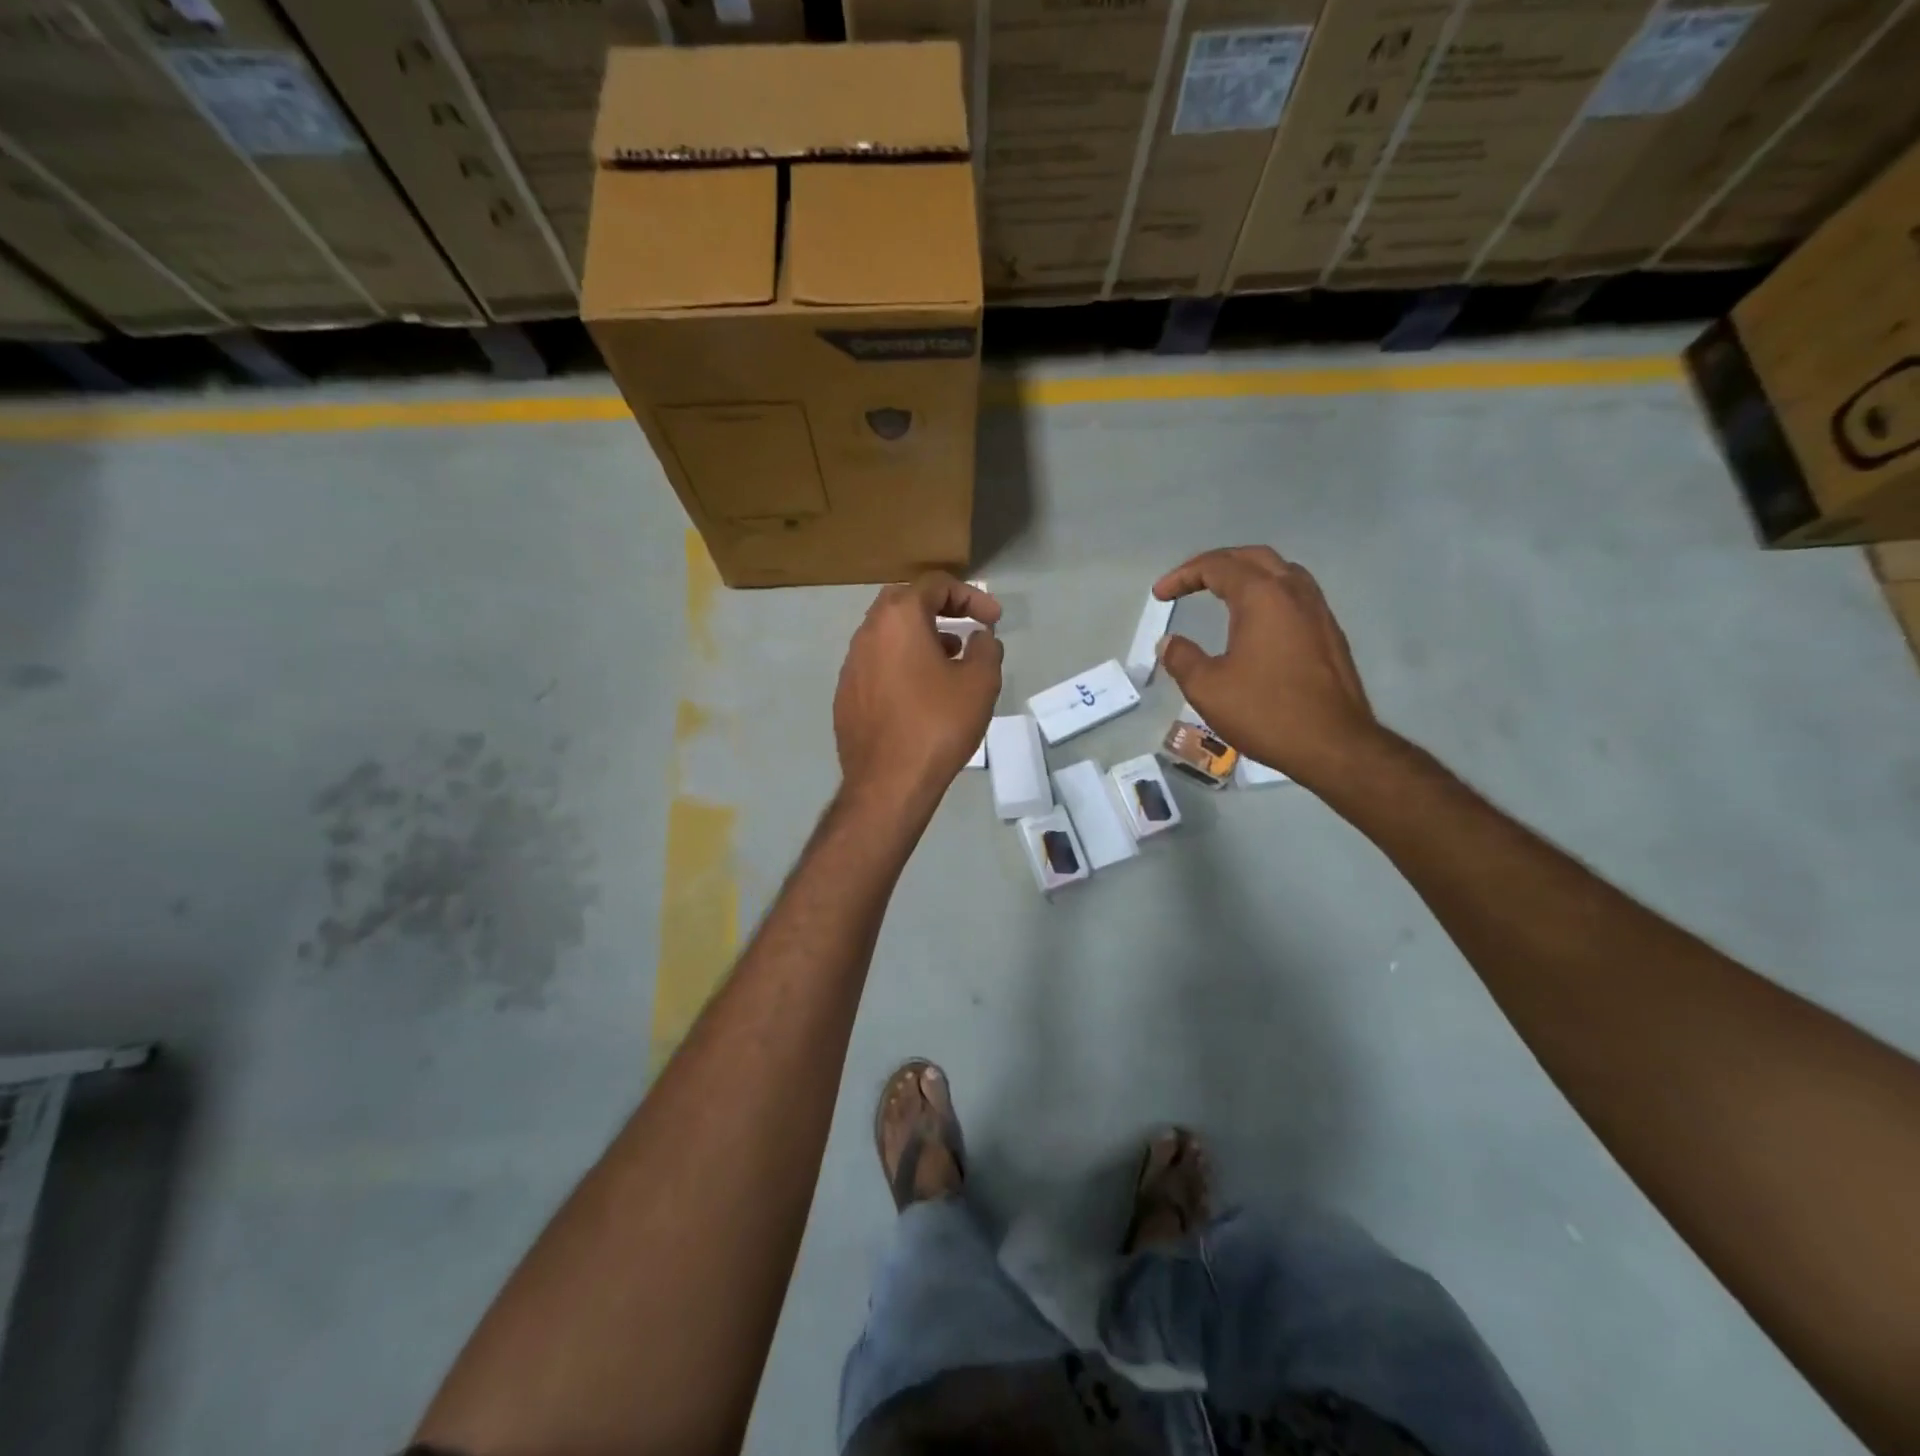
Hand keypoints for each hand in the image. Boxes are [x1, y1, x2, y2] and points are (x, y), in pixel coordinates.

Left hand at [834, 573, 1003, 806]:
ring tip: (950, 661)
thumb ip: (986, 648)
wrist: (888, 782)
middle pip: (905, 603)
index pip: (935, 585)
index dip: (971, 596)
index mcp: (898, 619)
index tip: (993, 619)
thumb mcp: (980, 683)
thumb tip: (980, 638)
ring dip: (920, 638)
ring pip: (888, 635)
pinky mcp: (846, 696)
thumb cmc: (938, 724)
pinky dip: (902, 665)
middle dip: (940, 610)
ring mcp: (851, 665)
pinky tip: (921, 693)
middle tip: (967, 628)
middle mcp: (867, 633)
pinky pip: (877, 665)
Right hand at [1153, 546, 1379, 790]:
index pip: (1217, 566)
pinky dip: (1268, 593)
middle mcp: (1294, 592)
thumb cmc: (1266, 712)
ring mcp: (1318, 611)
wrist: (1334, 745)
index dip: (1183, 575)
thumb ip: (1182, 659)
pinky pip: (1295, 594)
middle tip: (1188, 582)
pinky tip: (1256, 620)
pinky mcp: (1329, 633)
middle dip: (1216, 564)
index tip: (1160, 594)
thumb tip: (1169, 643)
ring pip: (1280, 572)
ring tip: (1222, 592)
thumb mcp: (1207, 689)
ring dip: (1246, 574)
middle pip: (1252, 558)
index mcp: (1262, 597)